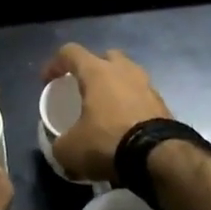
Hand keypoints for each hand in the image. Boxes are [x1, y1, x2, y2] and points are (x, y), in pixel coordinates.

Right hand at [42, 45, 172, 183]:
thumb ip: (59, 144)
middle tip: (83, 89)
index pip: (70, 52)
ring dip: (115, 87)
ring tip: (105, 109)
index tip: (47, 82)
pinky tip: (124, 125)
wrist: (159, 157)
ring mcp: (147, 85)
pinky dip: (130, 105)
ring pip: (127, 75)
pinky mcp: (162, 104)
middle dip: (92, 69)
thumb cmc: (107, 142)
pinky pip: (140, 96)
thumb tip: (60, 147)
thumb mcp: (70, 150)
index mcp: (97, 72)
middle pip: (105, 57)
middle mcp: (123, 70)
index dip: (54, 64)